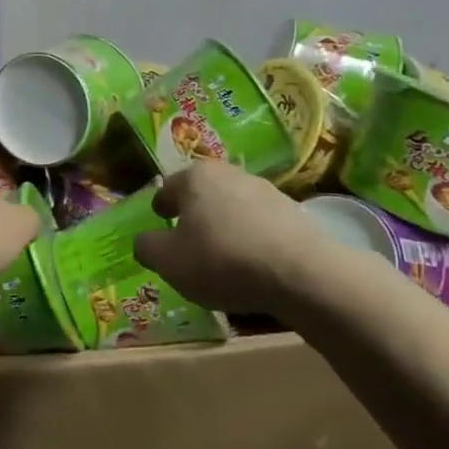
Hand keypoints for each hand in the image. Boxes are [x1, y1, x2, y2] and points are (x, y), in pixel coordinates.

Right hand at [132, 161, 334, 315]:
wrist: (303, 275)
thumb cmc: (222, 260)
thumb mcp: (168, 261)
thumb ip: (147, 247)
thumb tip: (146, 241)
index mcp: (195, 177)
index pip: (168, 187)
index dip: (160, 207)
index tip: (160, 222)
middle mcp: (230, 173)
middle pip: (203, 194)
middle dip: (194, 214)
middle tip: (189, 241)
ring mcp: (267, 191)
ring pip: (233, 208)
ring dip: (225, 226)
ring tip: (223, 258)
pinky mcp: (295, 214)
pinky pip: (261, 225)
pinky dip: (252, 239)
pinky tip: (253, 265)